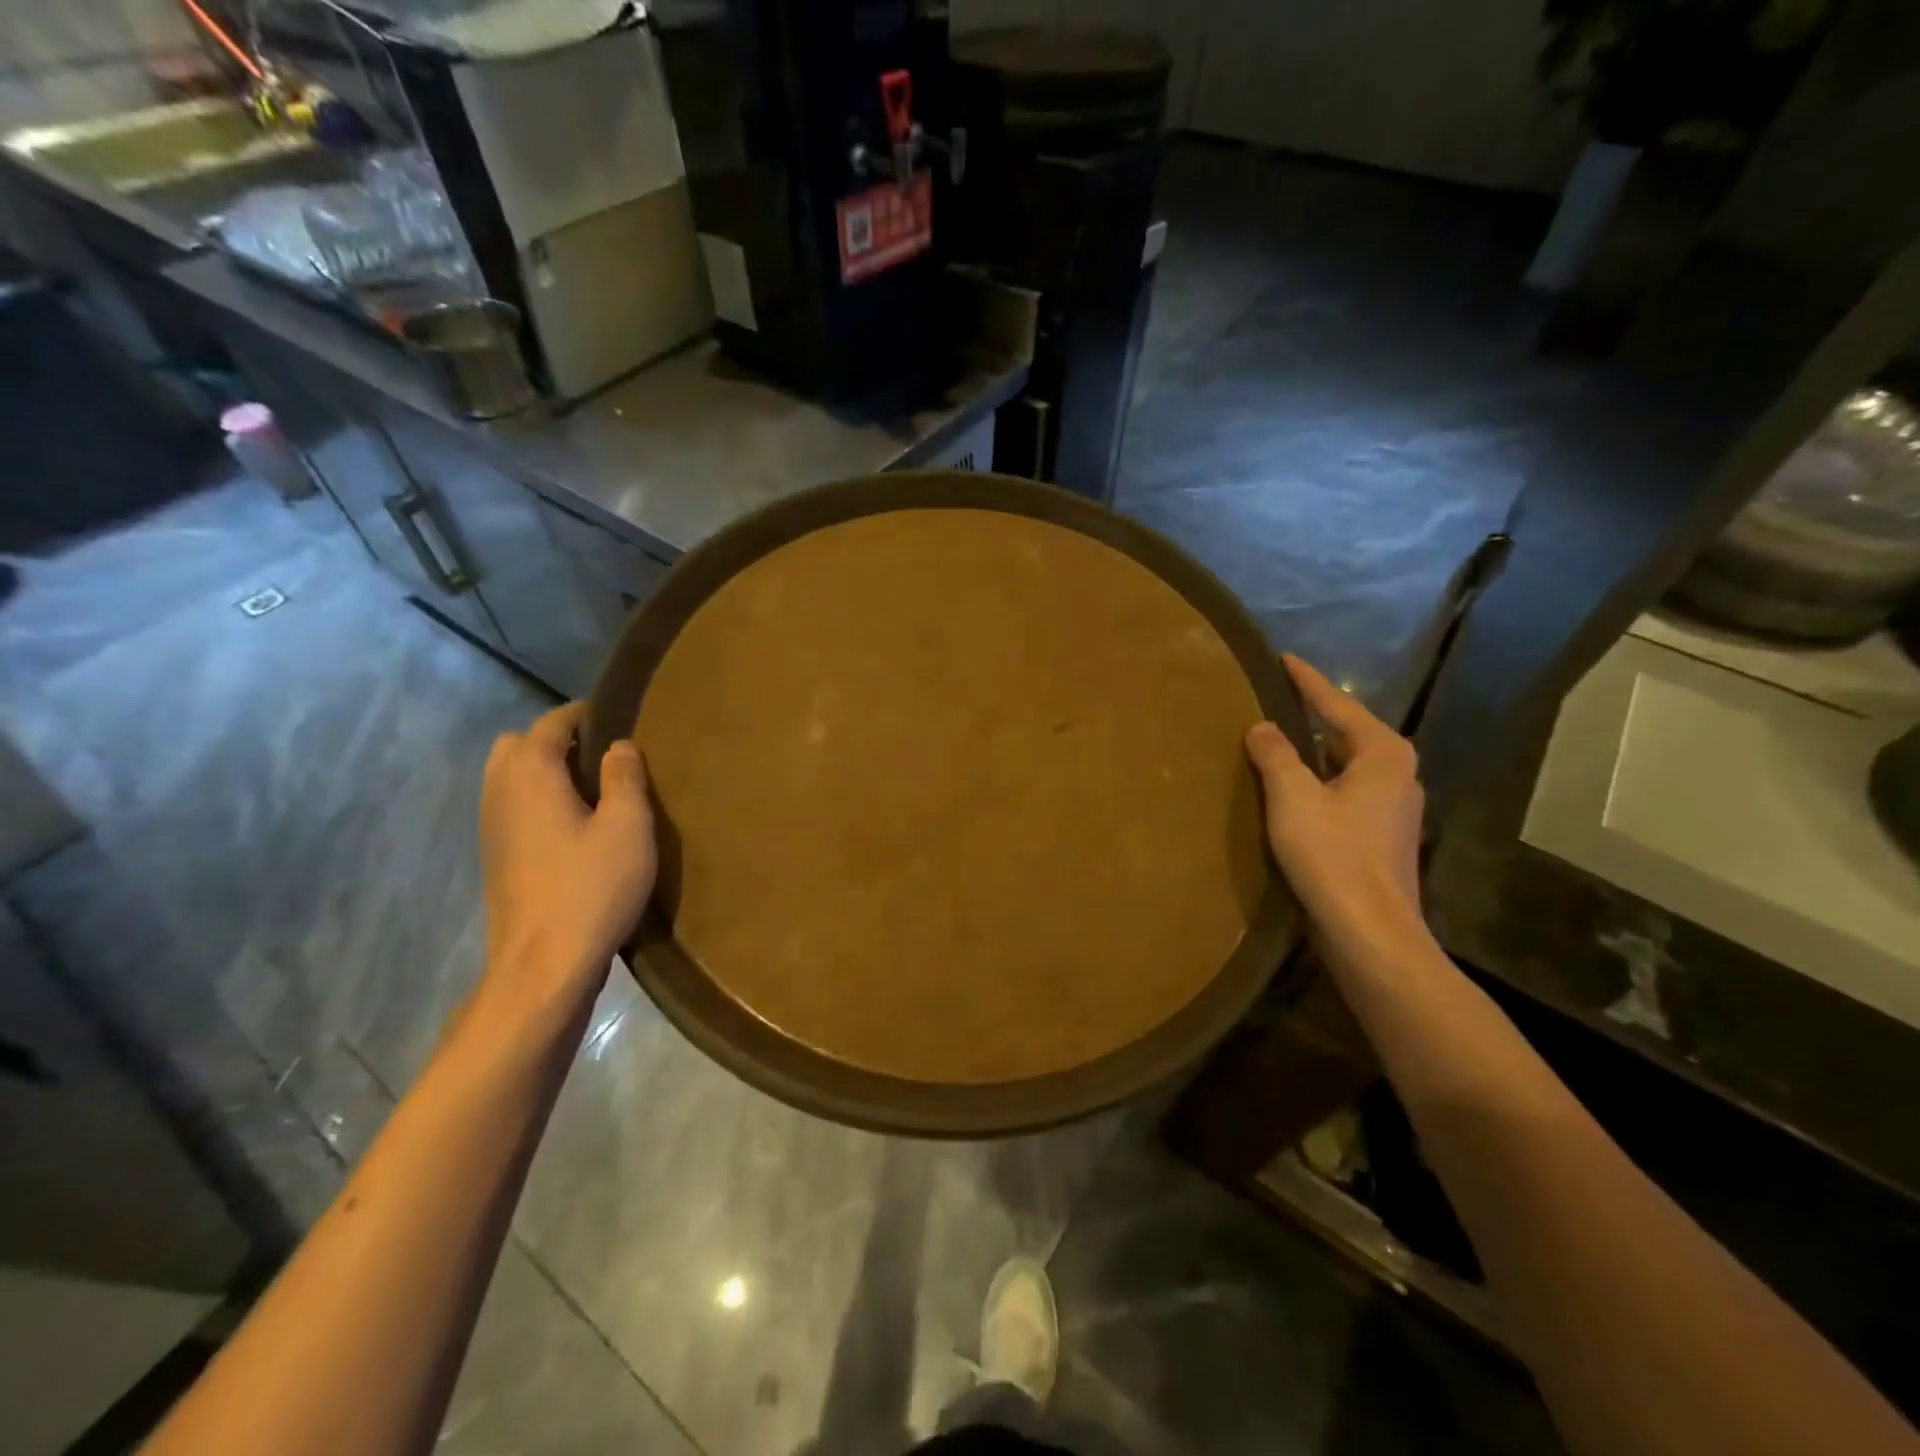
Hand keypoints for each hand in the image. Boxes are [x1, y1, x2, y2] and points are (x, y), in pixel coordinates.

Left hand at [473, 702, 655, 1029]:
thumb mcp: (628, 826)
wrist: (543, 964)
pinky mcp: (496, 857)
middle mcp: (500, 791)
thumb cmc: (592, 887)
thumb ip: (624, 777)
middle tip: (603, 758)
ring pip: (510, 777)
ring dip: (545, 772)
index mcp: (530, 773)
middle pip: (518, 745)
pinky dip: (538, 800)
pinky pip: (513, 807)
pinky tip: (575, 827)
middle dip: (557, 741)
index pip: (551, 723)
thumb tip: (618, 745)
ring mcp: (491, 826)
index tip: (621, 718)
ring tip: (594, 791)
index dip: (585, 715)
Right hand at [1245, 655, 1425, 959]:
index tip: (1283, 658)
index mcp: (1382, 753)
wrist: (1370, 932)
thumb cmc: (1332, 856)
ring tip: (1274, 741)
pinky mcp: (1381, 836)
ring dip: (1312, 753)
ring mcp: (1394, 807)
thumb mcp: (1293, 797)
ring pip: (1345, 765)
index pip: (1337, 704)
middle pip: (1345, 732)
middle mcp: (1398, 773)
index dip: (1307, 681)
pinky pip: (1344, 791)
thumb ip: (1275, 754)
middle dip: (1311, 716)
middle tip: (1271, 699)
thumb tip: (1262, 727)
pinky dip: (1318, 782)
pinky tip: (1291, 791)